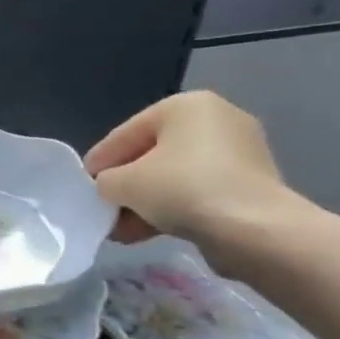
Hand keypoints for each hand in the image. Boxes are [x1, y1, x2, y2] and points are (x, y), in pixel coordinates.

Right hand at [83, 91, 296, 255]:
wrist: (256, 231)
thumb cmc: (183, 189)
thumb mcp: (123, 183)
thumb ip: (106, 181)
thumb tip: (111, 189)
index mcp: (185, 105)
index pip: (126, 133)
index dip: (100, 162)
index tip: (83, 186)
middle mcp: (216, 120)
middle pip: (152, 155)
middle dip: (127, 186)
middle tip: (104, 209)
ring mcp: (239, 153)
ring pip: (175, 177)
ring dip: (146, 203)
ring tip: (122, 230)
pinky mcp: (252, 185)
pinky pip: (199, 192)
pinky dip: (173, 209)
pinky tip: (148, 233)